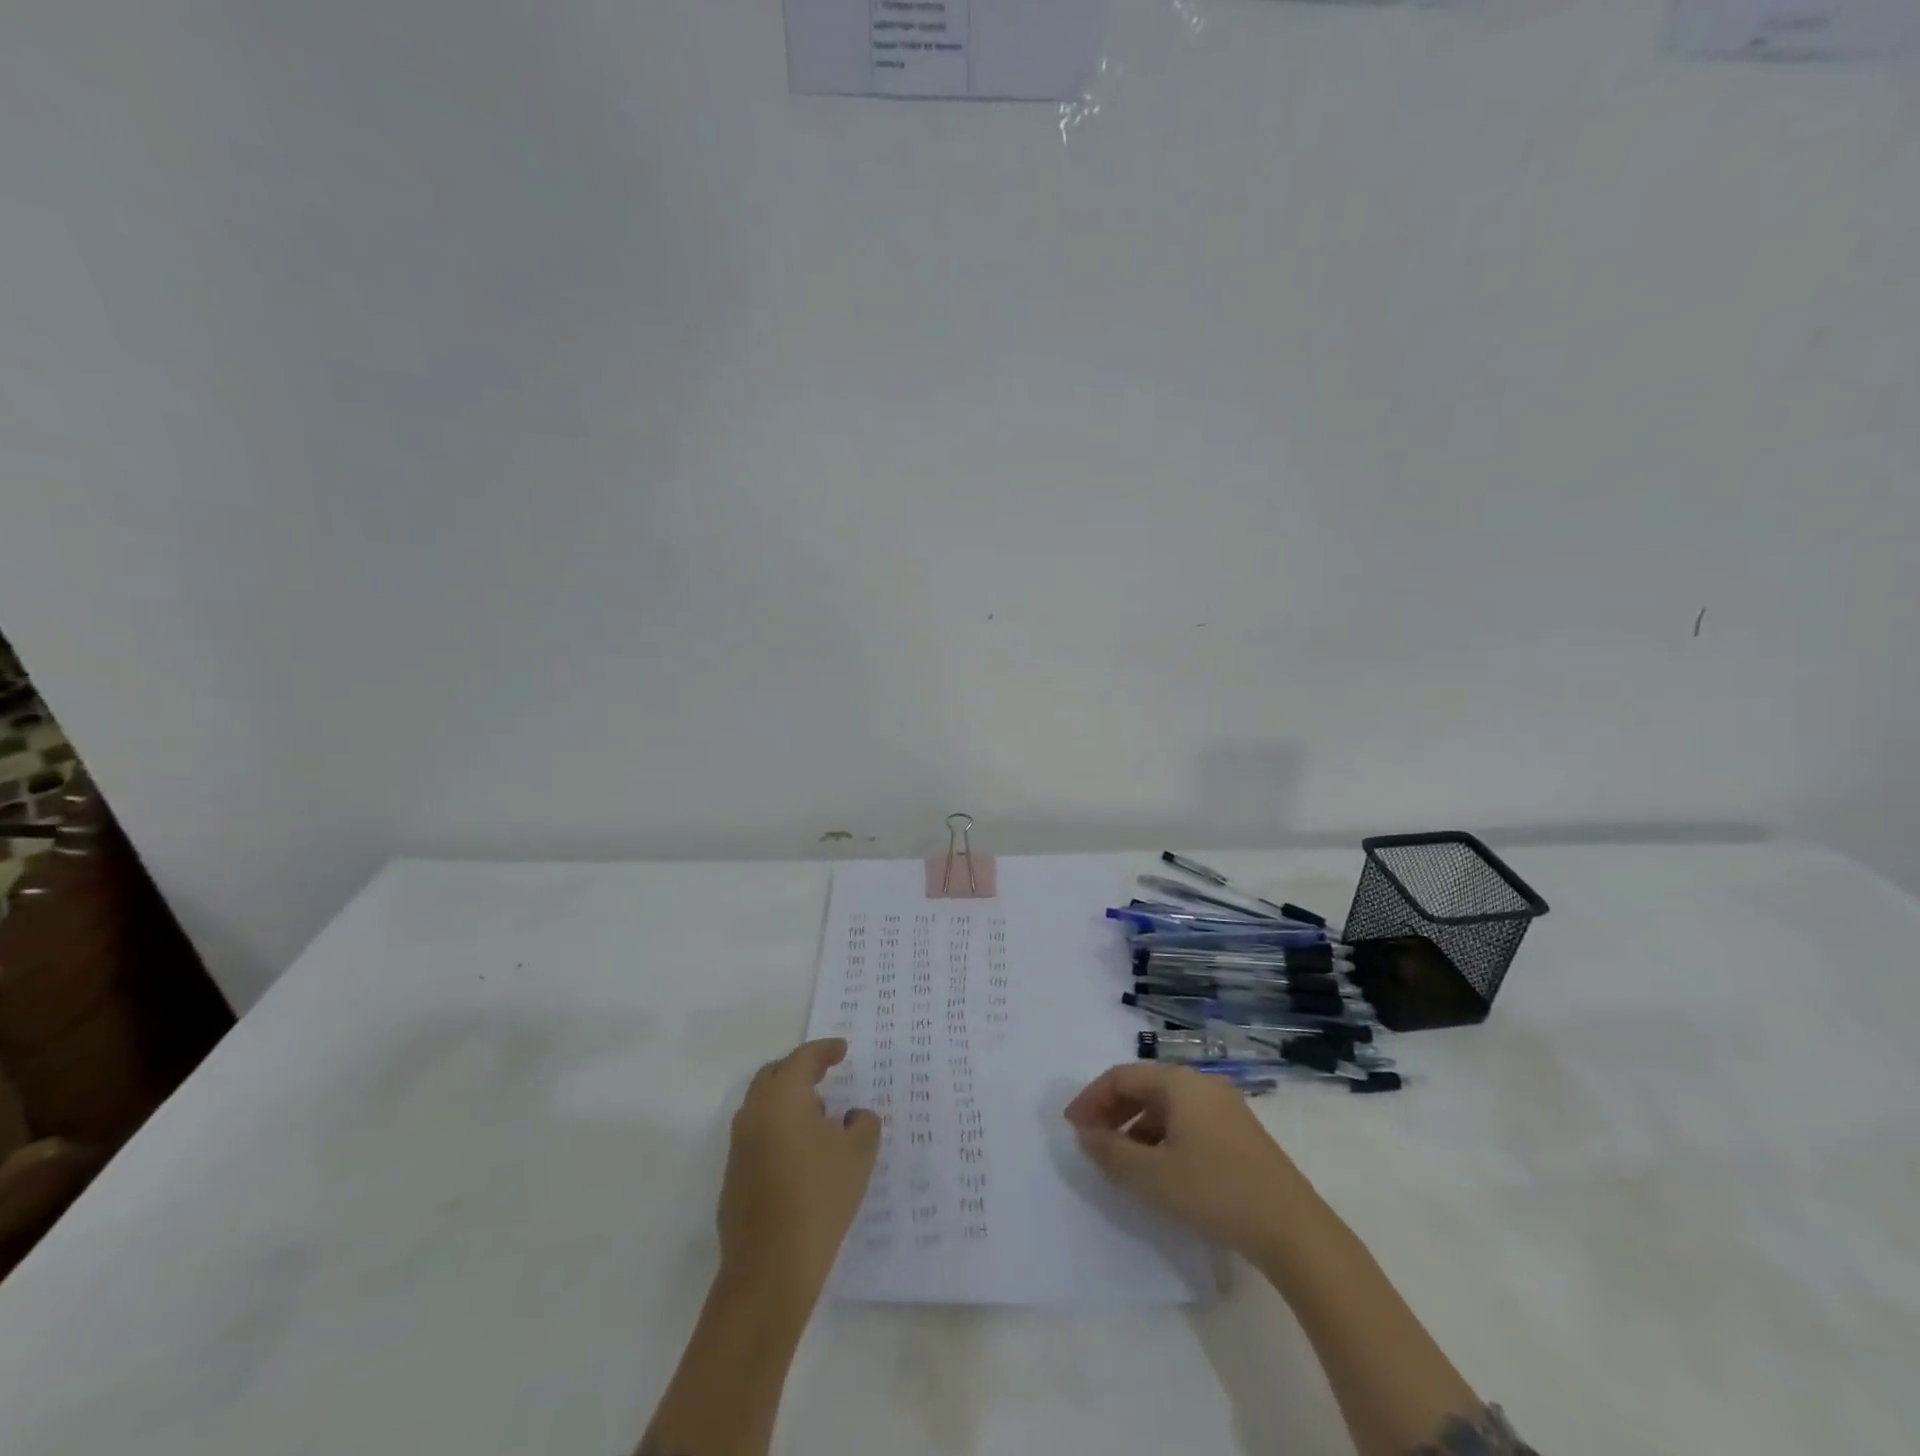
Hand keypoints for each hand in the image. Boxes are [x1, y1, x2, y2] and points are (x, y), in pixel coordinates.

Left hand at [717, 1039, 880, 1298]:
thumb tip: (854, 1117)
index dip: (825, 1050)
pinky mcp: (733, 1176)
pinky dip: (779, 1129)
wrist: (770, 1269)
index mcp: (782, 1098)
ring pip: (763, 1105)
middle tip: (826, 1075)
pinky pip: (758, 1134)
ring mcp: (739, 1146)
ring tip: (819, 1116)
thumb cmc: (818, 1198)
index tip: (842, 1050)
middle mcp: (754, 1113)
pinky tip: (802, 1154)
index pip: (803, 1059)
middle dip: (800, 1070)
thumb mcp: (858, 1156)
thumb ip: (863, 1124)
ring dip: (788, 1101)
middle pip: (775, 1075)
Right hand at [1064, 1062, 1316, 1261]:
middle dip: (1112, 1111)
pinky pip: (1186, 1120)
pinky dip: (1161, 1135)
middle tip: (1090, 1140)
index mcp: (1179, 1082)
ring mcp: (1224, 1106)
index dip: (1091, 1098)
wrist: (1294, 1230)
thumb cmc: (1215, 1193)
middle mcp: (1201, 1083)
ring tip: (1120, 1159)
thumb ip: (1111, 1151)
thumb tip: (1085, 1133)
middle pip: (1144, 1086)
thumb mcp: (1152, 1176)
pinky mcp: (1238, 1132)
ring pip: (1165, 1105)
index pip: (1122, 1077)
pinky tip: (1158, 1168)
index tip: (1071, 1126)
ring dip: (1136, 1126)